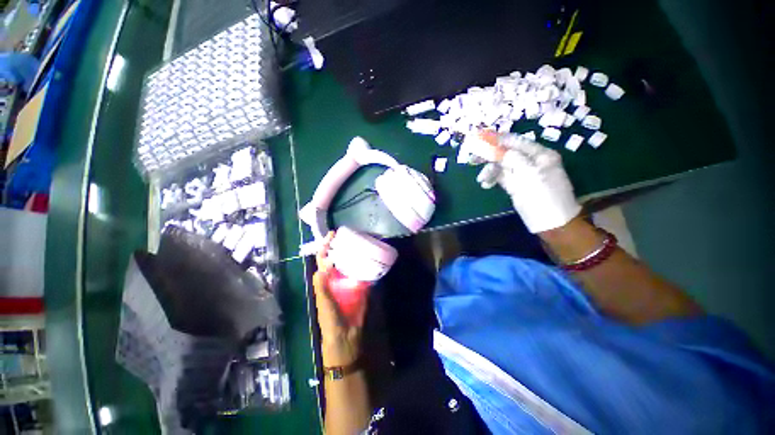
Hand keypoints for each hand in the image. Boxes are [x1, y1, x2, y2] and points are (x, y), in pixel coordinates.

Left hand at [313, 232, 365, 366]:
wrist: (345, 336)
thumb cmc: (330, 320)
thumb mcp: (324, 302)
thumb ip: (322, 285)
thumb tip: (326, 264)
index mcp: (324, 280)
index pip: (323, 259)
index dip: (326, 246)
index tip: (333, 234)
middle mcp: (336, 277)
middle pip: (338, 258)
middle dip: (342, 246)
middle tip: (351, 234)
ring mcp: (349, 281)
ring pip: (350, 264)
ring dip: (354, 253)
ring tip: (362, 241)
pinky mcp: (360, 287)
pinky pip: (362, 272)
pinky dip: (365, 265)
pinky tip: (371, 258)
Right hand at [477, 132, 580, 232]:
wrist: (550, 223)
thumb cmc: (544, 196)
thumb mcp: (530, 174)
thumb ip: (513, 159)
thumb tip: (498, 151)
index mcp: (539, 155)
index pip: (516, 142)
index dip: (498, 140)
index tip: (480, 140)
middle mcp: (530, 162)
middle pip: (506, 153)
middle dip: (490, 155)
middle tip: (473, 158)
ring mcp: (522, 174)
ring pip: (501, 166)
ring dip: (489, 170)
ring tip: (482, 179)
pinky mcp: (514, 185)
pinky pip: (500, 177)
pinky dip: (491, 179)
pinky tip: (485, 184)